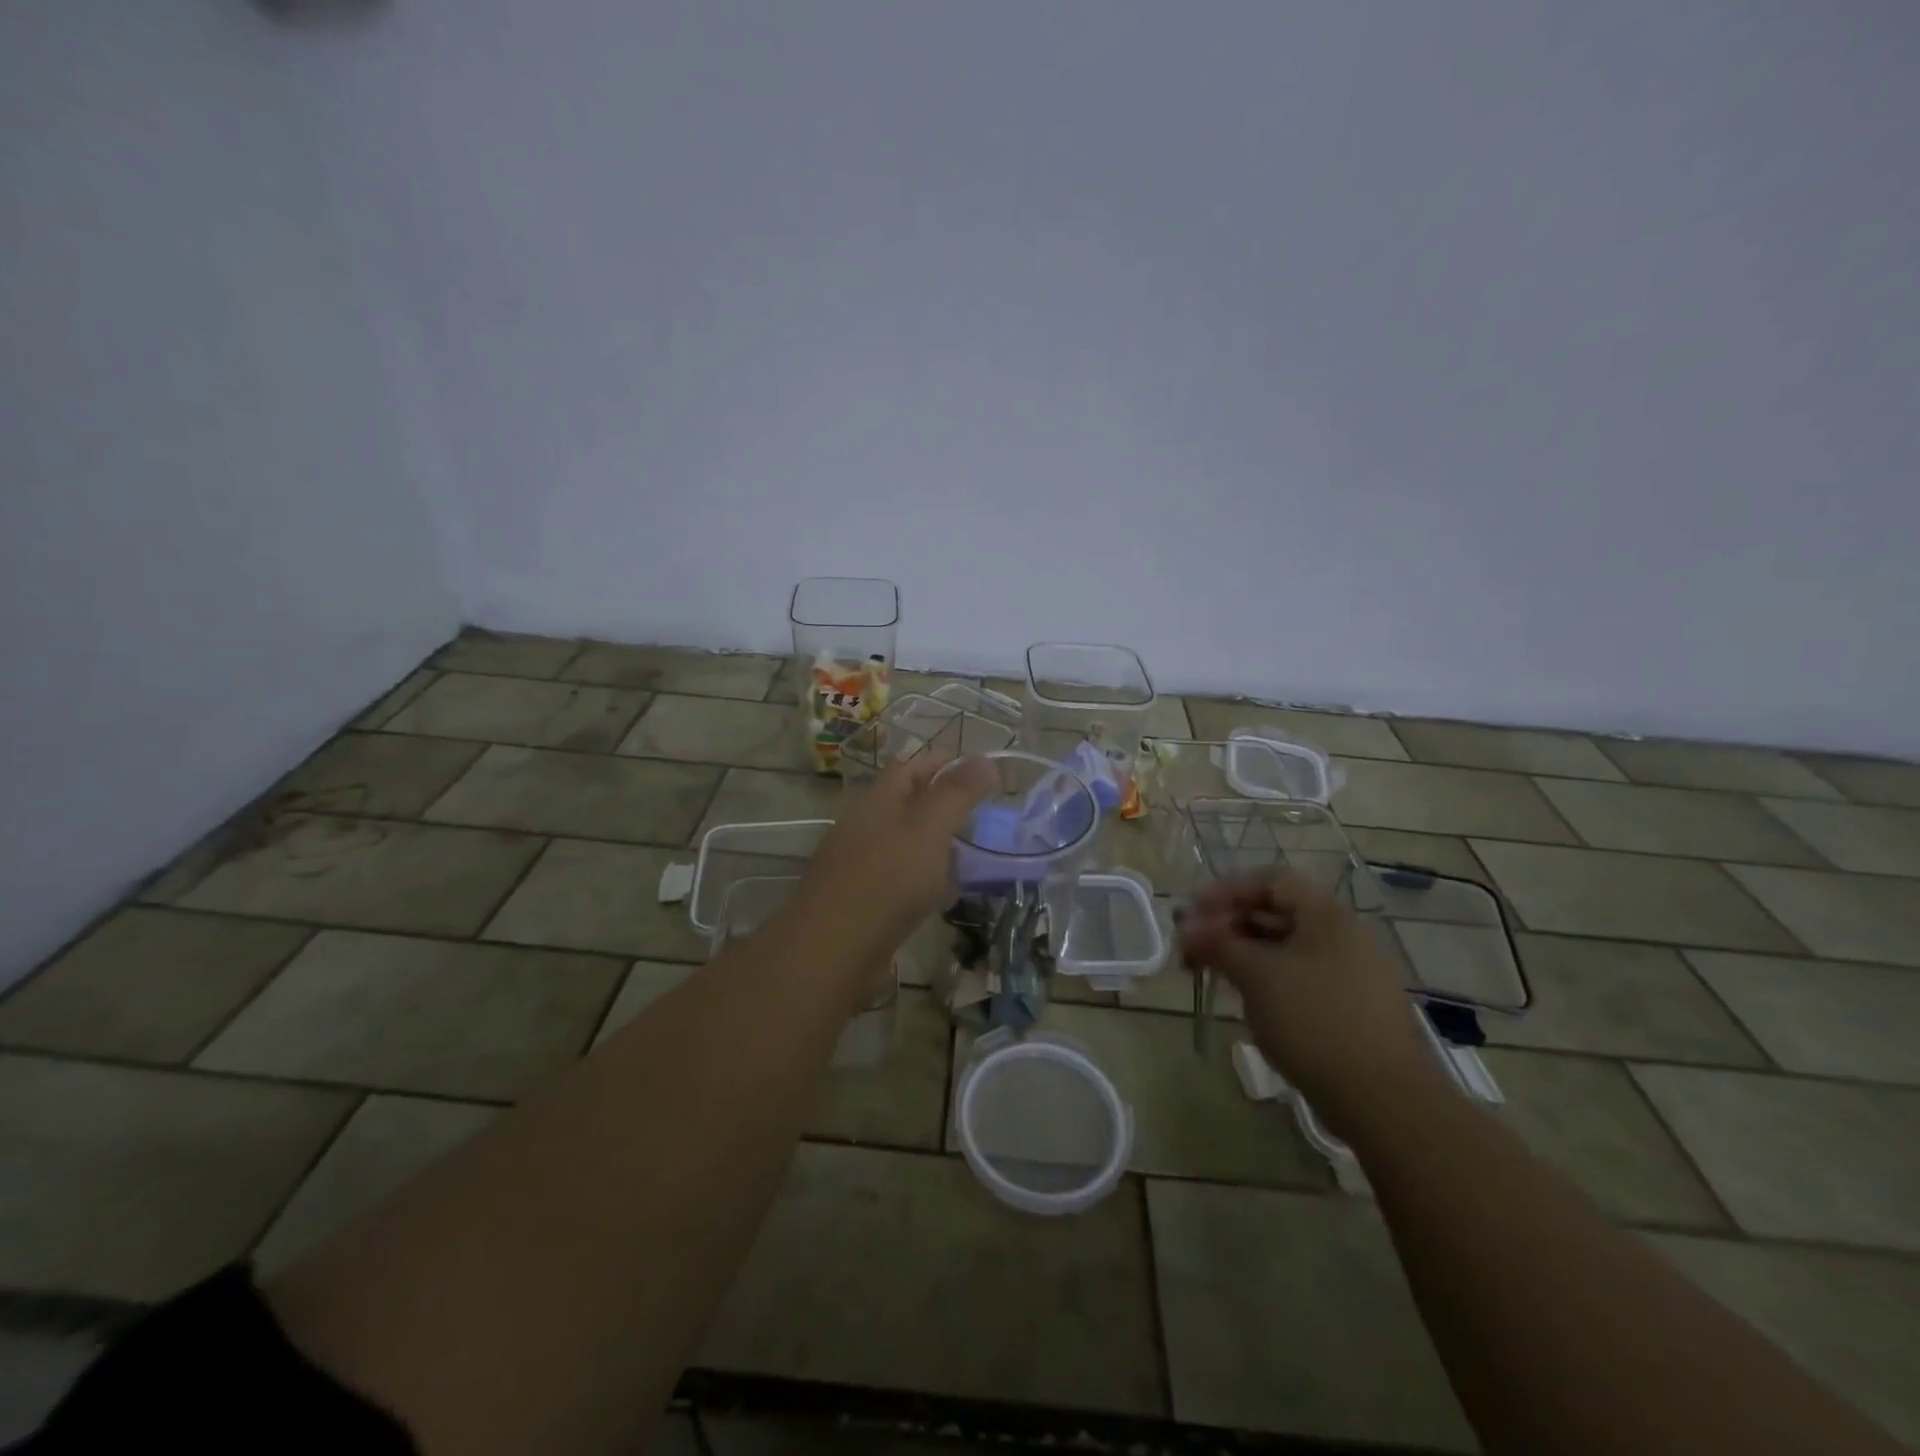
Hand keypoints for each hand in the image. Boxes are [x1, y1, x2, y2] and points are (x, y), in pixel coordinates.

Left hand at [795, 754, 996, 953]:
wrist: (832, 948)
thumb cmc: (888, 879)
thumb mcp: (930, 829)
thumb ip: (957, 794)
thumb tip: (985, 760)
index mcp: (878, 800)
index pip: (910, 766)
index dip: (943, 762)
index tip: (978, 768)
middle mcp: (864, 825)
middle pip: (905, 803)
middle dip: (941, 802)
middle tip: (979, 813)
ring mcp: (858, 862)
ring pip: (902, 841)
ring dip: (933, 841)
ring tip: (967, 854)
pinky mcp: (859, 898)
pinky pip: (897, 875)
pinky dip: (922, 876)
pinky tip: (941, 894)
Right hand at [1178, 868, 1441, 1132]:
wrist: (1383, 1099)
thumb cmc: (1314, 1020)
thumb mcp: (1256, 975)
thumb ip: (1218, 944)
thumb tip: (1186, 928)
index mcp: (1327, 915)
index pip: (1271, 881)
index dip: (1227, 890)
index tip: (1193, 912)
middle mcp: (1343, 934)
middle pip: (1277, 912)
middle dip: (1229, 924)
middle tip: (1192, 946)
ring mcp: (1350, 972)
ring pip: (1285, 947)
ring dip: (1243, 952)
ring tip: (1209, 973)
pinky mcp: (1350, 1006)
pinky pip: (1299, 975)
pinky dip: (1266, 977)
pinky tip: (1244, 998)